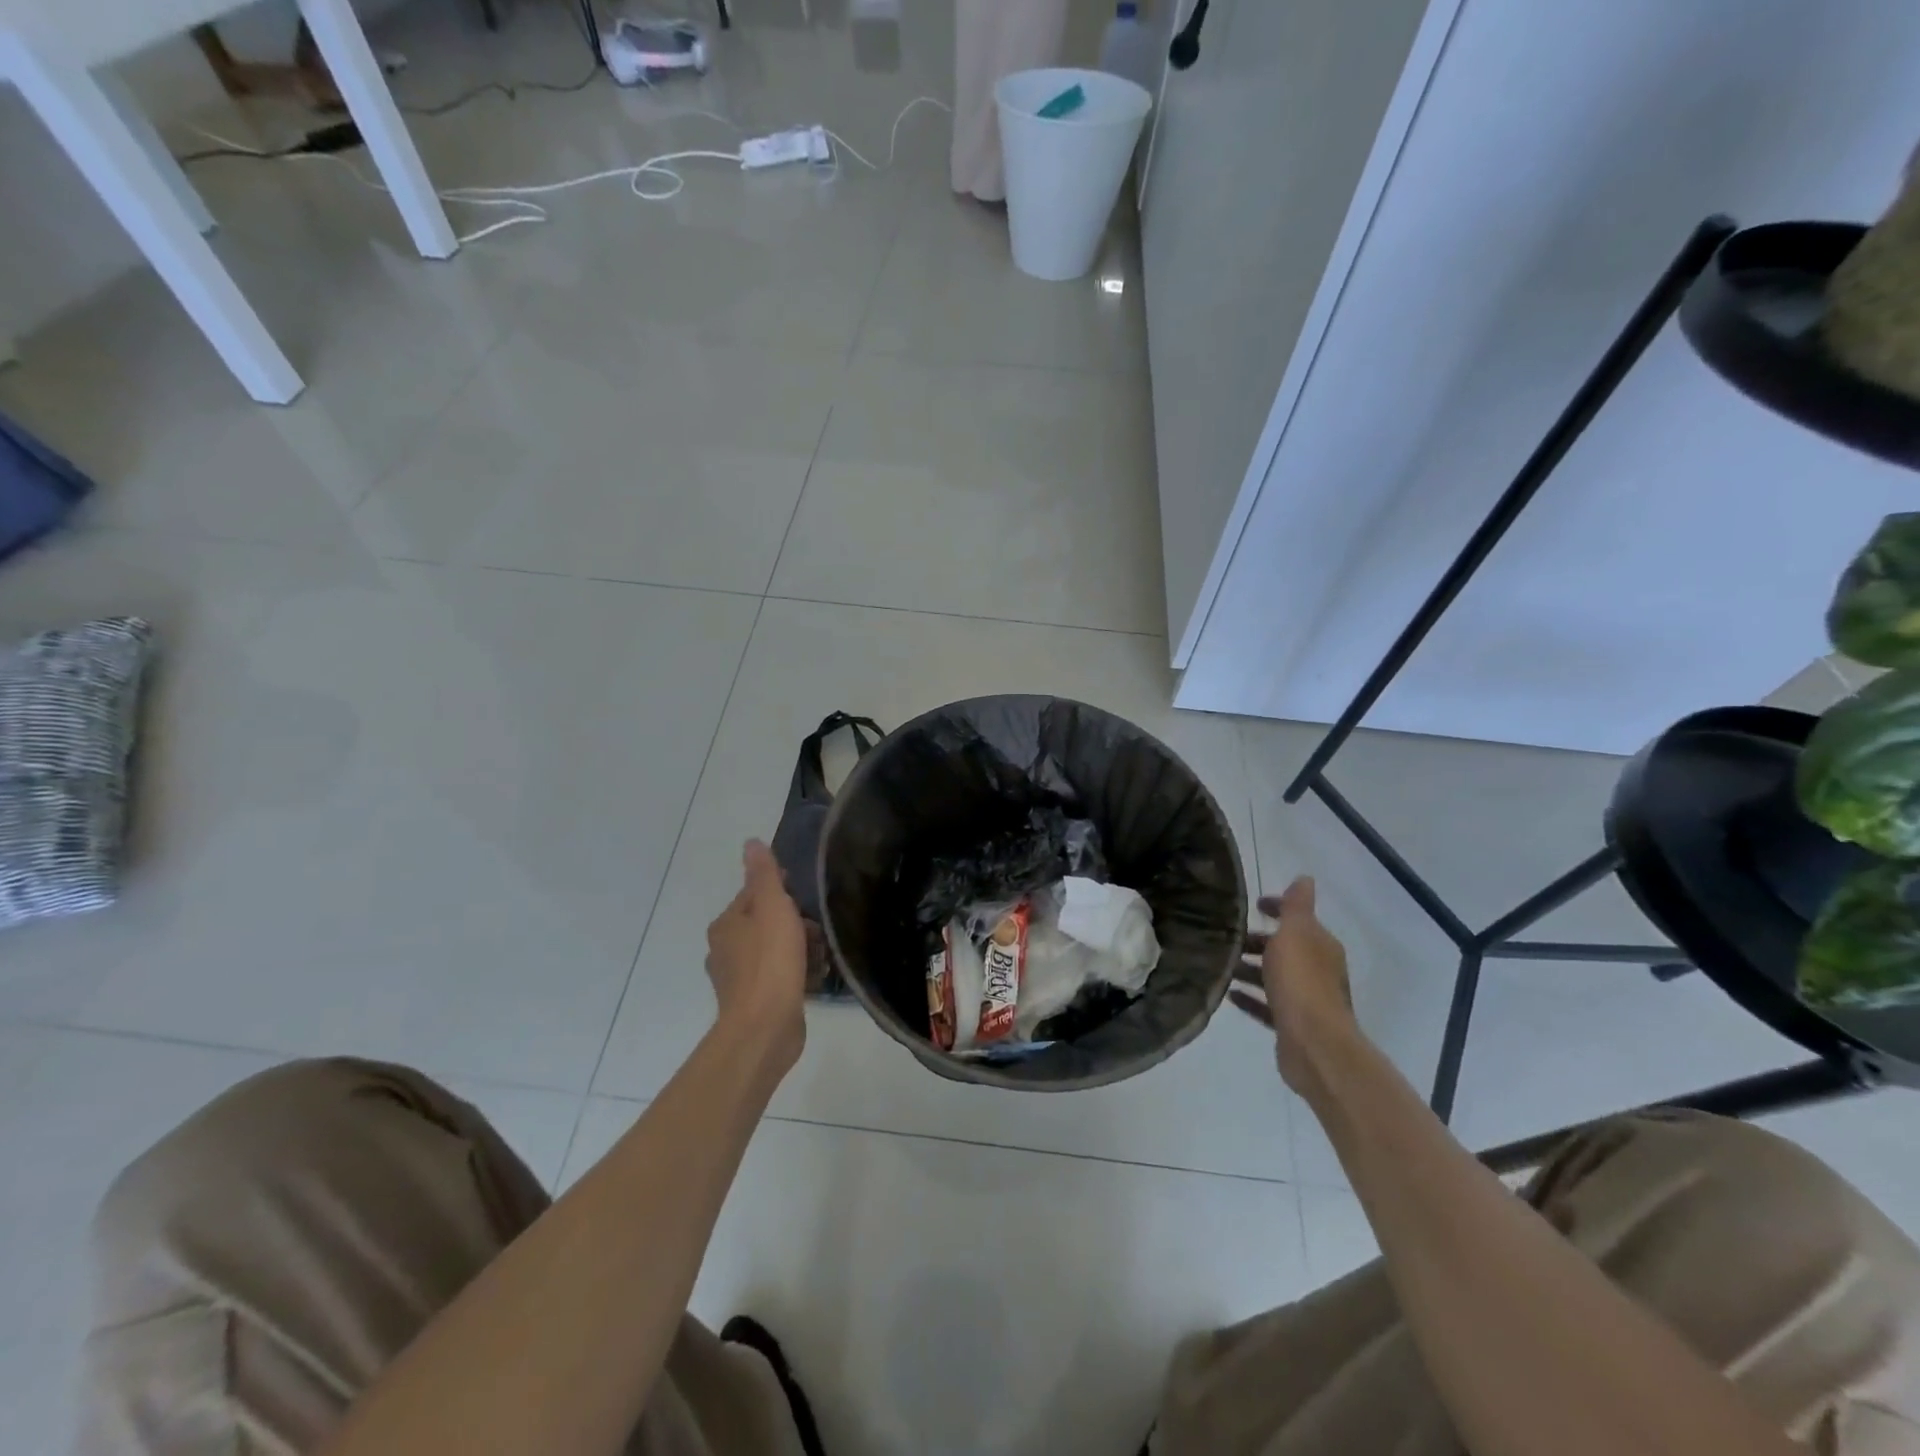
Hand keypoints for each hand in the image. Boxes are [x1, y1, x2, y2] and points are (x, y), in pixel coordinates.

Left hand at [705, 840, 806, 1071]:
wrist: (765, 1026)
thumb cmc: (771, 960)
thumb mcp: (772, 906)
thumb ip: (764, 874)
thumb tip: (751, 842)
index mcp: (726, 924)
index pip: (755, 894)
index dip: (784, 893)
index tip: (805, 902)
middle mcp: (725, 949)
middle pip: (767, 923)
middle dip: (796, 925)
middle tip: (816, 934)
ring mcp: (738, 979)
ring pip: (775, 951)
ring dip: (799, 951)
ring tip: (819, 958)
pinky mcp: (754, 1003)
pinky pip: (779, 977)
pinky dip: (796, 974)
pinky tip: (813, 979)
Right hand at [1231, 877, 1357, 1097]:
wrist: (1314, 1044)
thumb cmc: (1301, 981)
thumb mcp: (1296, 933)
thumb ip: (1297, 906)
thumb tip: (1305, 878)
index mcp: (1320, 945)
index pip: (1298, 918)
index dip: (1277, 908)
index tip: (1253, 905)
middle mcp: (1317, 970)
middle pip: (1285, 948)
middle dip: (1258, 940)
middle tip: (1227, 936)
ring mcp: (1306, 1000)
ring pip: (1274, 977)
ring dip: (1250, 968)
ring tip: (1221, 963)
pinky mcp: (1292, 1025)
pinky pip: (1267, 1005)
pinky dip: (1250, 997)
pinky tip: (1229, 993)